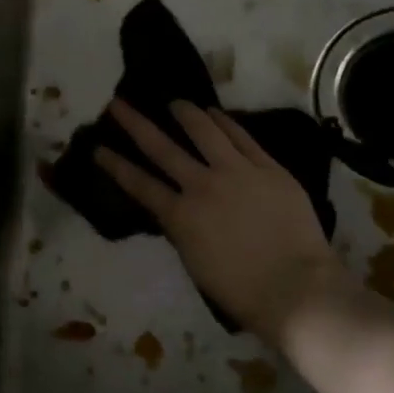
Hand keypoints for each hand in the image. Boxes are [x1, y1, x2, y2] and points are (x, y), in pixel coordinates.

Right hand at [95, 100, 343, 344]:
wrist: (296, 288)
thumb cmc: (241, 290)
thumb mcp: (195, 262)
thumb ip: (181, 229)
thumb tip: (176, 208)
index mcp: (180, 216)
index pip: (138, 184)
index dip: (115, 165)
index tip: (97, 147)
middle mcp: (202, 185)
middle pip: (162, 148)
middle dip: (135, 124)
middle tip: (118, 104)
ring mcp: (237, 172)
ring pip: (204, 131)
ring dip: (185, 113)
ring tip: (174, 102)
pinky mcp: (268, 167)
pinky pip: (242, 137)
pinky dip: (224, 122)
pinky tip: (214, 113)